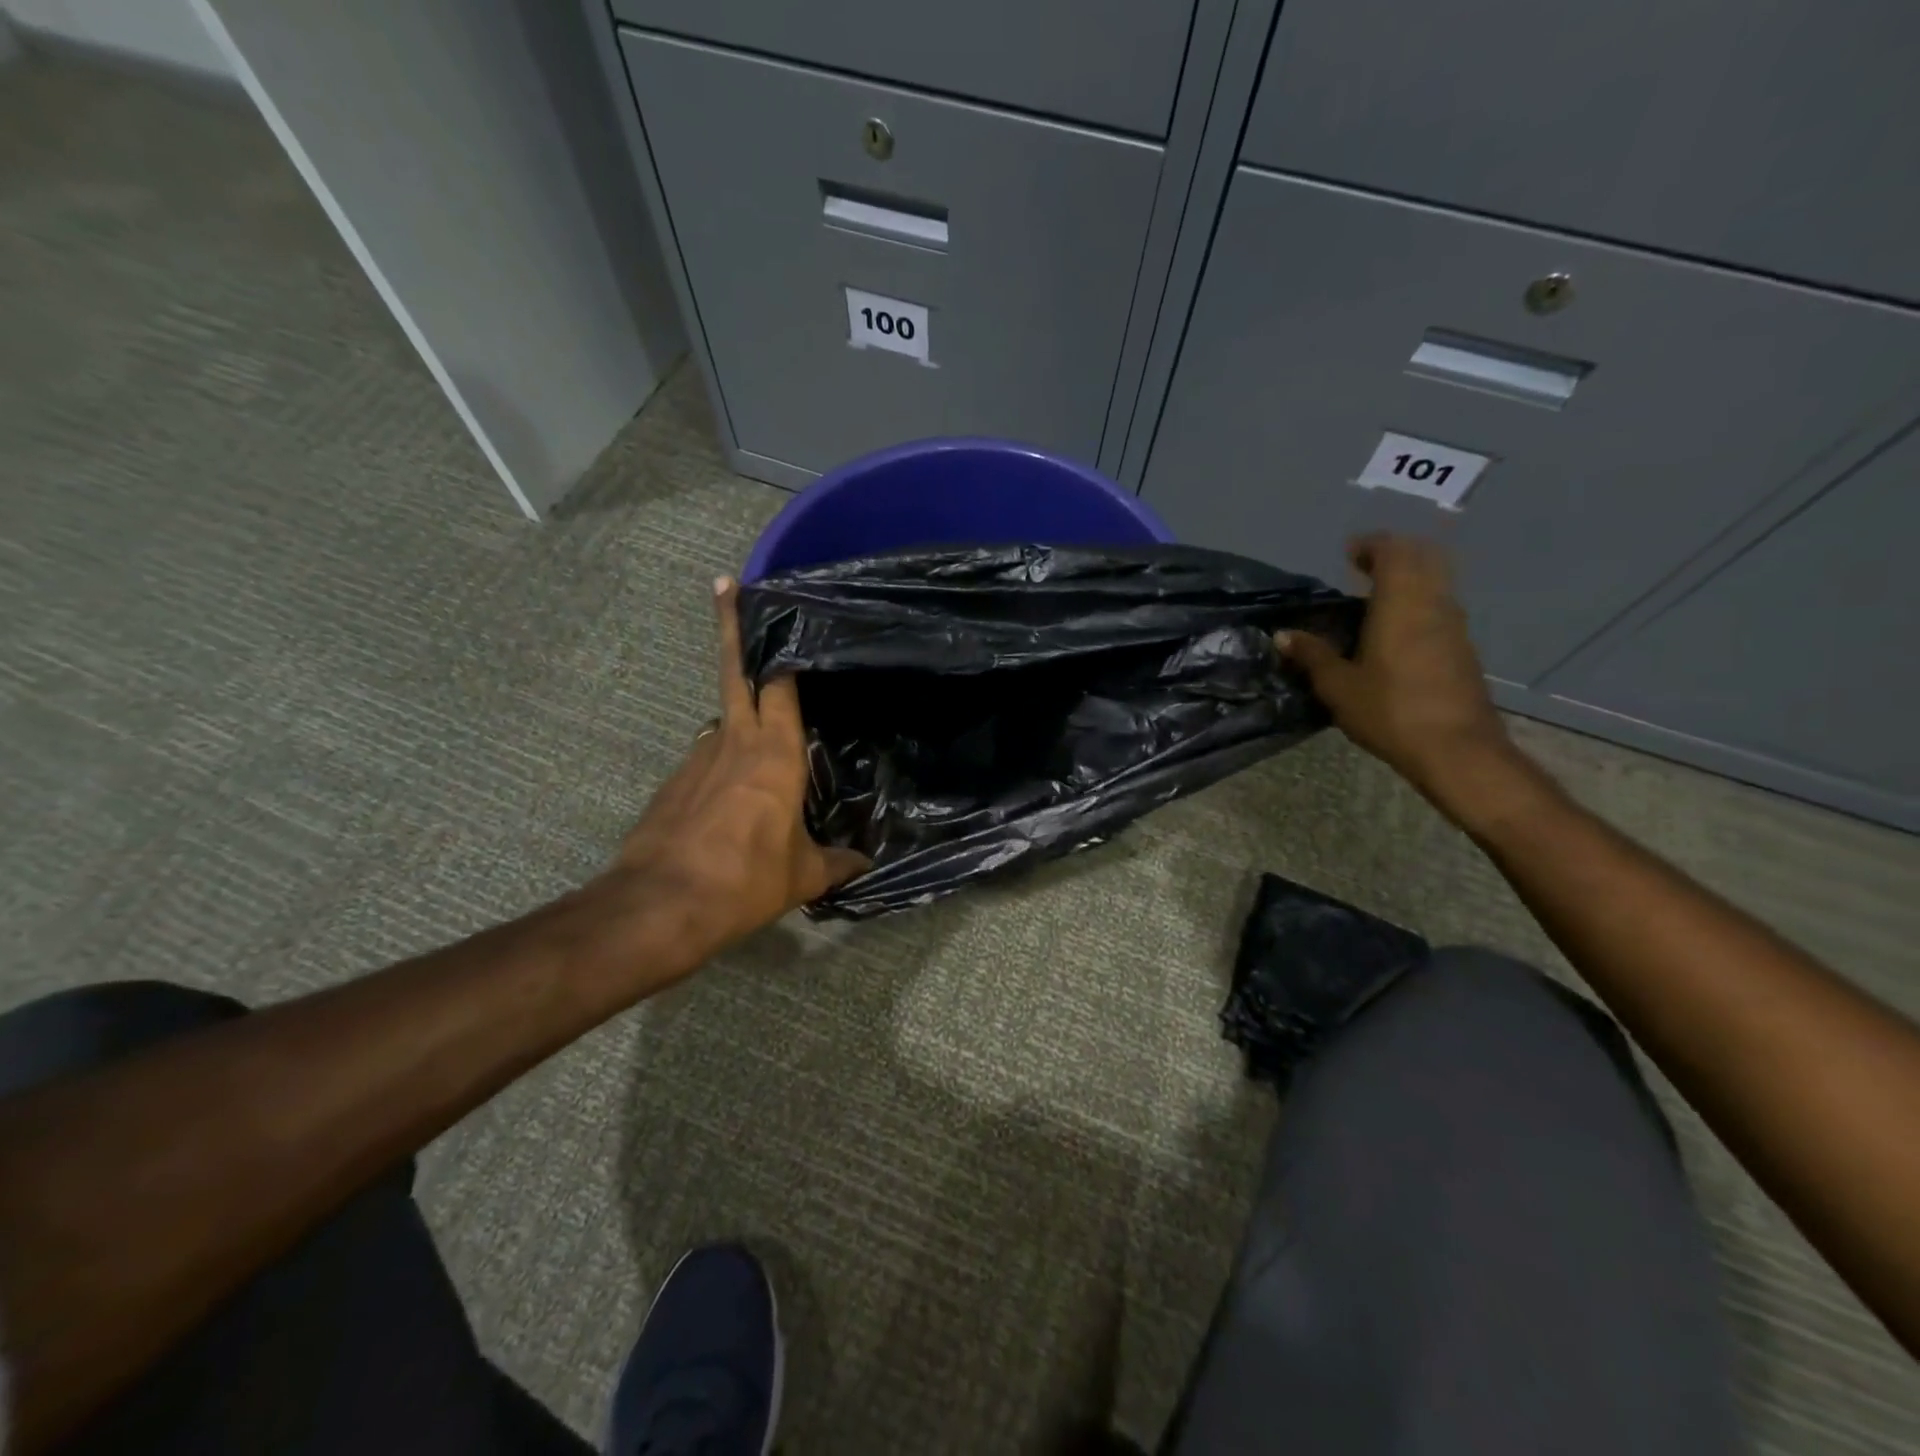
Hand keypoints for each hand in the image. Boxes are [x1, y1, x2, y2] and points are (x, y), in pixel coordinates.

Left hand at [611, 577, 867, 959]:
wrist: (661, 905)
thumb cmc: (746, 879)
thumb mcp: (802, 876)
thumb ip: (837, 864)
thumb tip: (864, 864)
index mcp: (775, 753)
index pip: (779, 684)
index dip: (779, 647)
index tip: (777, 609)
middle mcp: (733, 742)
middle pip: (732, 670)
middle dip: (730, 625)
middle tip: (726, 584)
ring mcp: (695, 759)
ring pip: (720, 718)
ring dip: (736, 711)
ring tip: (760, 734)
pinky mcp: (672, 783)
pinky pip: (705, 758)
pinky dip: (720, 760)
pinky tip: (730, 794)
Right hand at [1277, 534, 1532, 823]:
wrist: (1455, 748)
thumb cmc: (1389, 710)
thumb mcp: (1338, 686)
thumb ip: (1312, 655)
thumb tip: (1282, 635)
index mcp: (1400, 603)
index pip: (1393, 552)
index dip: (1372, 545)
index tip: (1349, 553)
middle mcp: (1433, 604)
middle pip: (1422, 558)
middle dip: (1394, 554)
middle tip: (1364, 567)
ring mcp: (1454, 625)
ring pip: (1436, 582)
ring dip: (1410, 578)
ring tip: (1377, 598)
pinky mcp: (1463, 648)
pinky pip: (1440, 607)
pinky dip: (1419, 602)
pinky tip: (1397, 630)